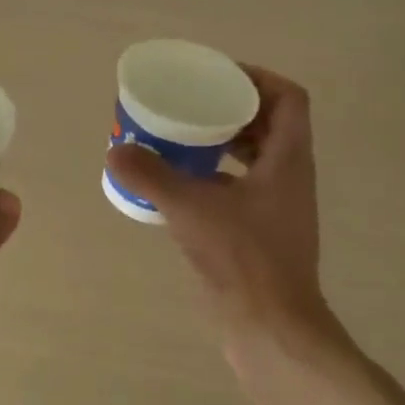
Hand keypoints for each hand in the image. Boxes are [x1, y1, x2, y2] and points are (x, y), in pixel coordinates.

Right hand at [104, 66, 339, 362]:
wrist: (270, 328)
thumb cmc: (243, 259)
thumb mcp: (191, 209)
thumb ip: (151, 176)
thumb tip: (115, 150)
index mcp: (288, 159)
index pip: (288, 98)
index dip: (258, 78)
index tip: (218, 77)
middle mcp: (289, 177)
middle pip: (270, 124)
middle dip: (232, 108)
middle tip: (192, 104)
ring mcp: (278, 207)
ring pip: (256, 157)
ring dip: (223, 142)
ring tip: (182, 138)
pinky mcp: (263, 232)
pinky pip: (242, 187)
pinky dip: (216, 176)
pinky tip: (181, 185)